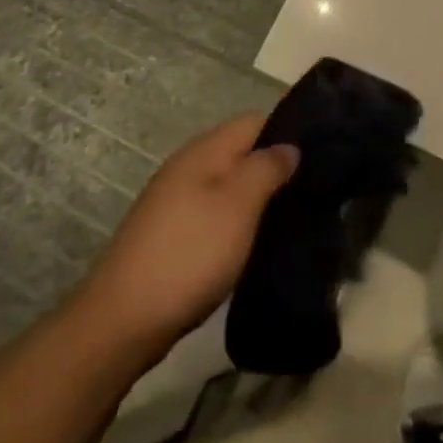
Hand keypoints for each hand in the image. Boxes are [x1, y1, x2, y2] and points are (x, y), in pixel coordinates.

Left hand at [74, 114, 297, 366]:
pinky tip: (252, 242)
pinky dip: (236, 221)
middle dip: (274, 167)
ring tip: (289, 217)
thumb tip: (289, 146)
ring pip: (228, 184)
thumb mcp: (239, 204)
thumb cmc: (190, 254)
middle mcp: (188, 166)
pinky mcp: (169, 235)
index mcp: (205, 150)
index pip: (256, 120)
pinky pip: (214, 212)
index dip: (288, 131)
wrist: (122, 322)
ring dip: (256, 197)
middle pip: (242, 152)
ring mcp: (174, 201)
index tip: (320, 155)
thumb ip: (268, 167)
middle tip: (311, 190)